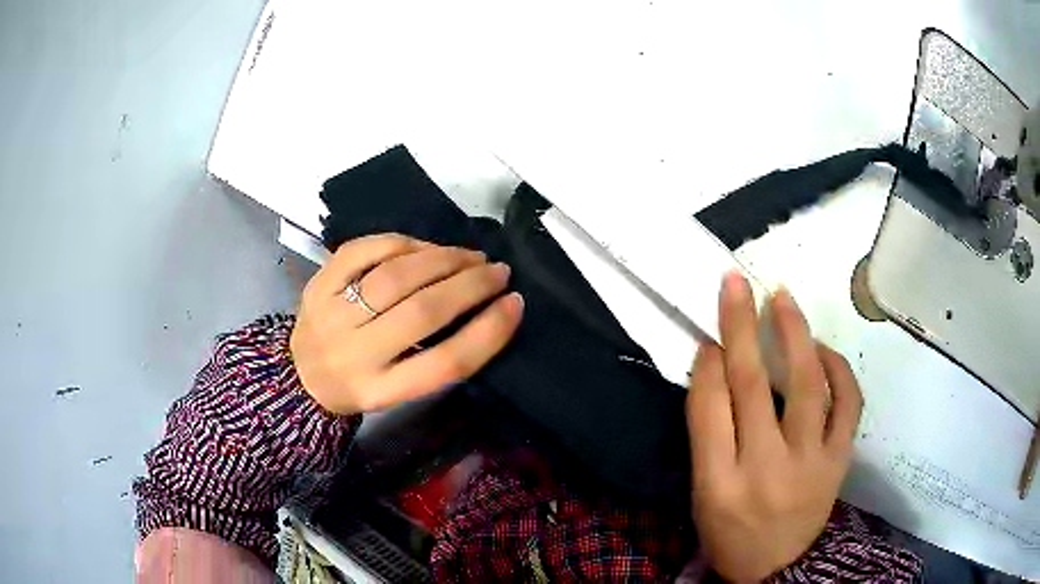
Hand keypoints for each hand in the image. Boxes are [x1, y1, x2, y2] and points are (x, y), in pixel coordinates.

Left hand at [290, 234, 523, 415]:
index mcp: (381, 391)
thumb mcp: (398, 389)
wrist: (301, 375)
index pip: (444, 363)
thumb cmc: (360, 384)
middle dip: (470, 285)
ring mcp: (332, 315)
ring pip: (395, 277)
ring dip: (442, 259)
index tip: (516, 304)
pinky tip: (424, 246)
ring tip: (469, 255)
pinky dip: (400, 242)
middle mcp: (355, 355)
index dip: (488, 333)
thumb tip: (481, 306)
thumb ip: (435, 357)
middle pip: (422, 313)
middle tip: (498, 271)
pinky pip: (363, 251)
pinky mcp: (318, 284)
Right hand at [686, 272, 862, 581]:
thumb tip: (717, 365)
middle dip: (741, 326)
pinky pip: (848, 404)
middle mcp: (765, 469)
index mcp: (717, 485)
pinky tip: (824, 349)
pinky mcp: (840, 461)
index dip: (708, 363)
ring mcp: (810, 463)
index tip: (709, 332)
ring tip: (783, 298)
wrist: (778, 568)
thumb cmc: (730, 533)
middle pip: (752, 386)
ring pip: (806, 385)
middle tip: (737, 283)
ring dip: (794, 333)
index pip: (709, 410)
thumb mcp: (703, 494)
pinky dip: (839, 369)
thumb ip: (708, 434)